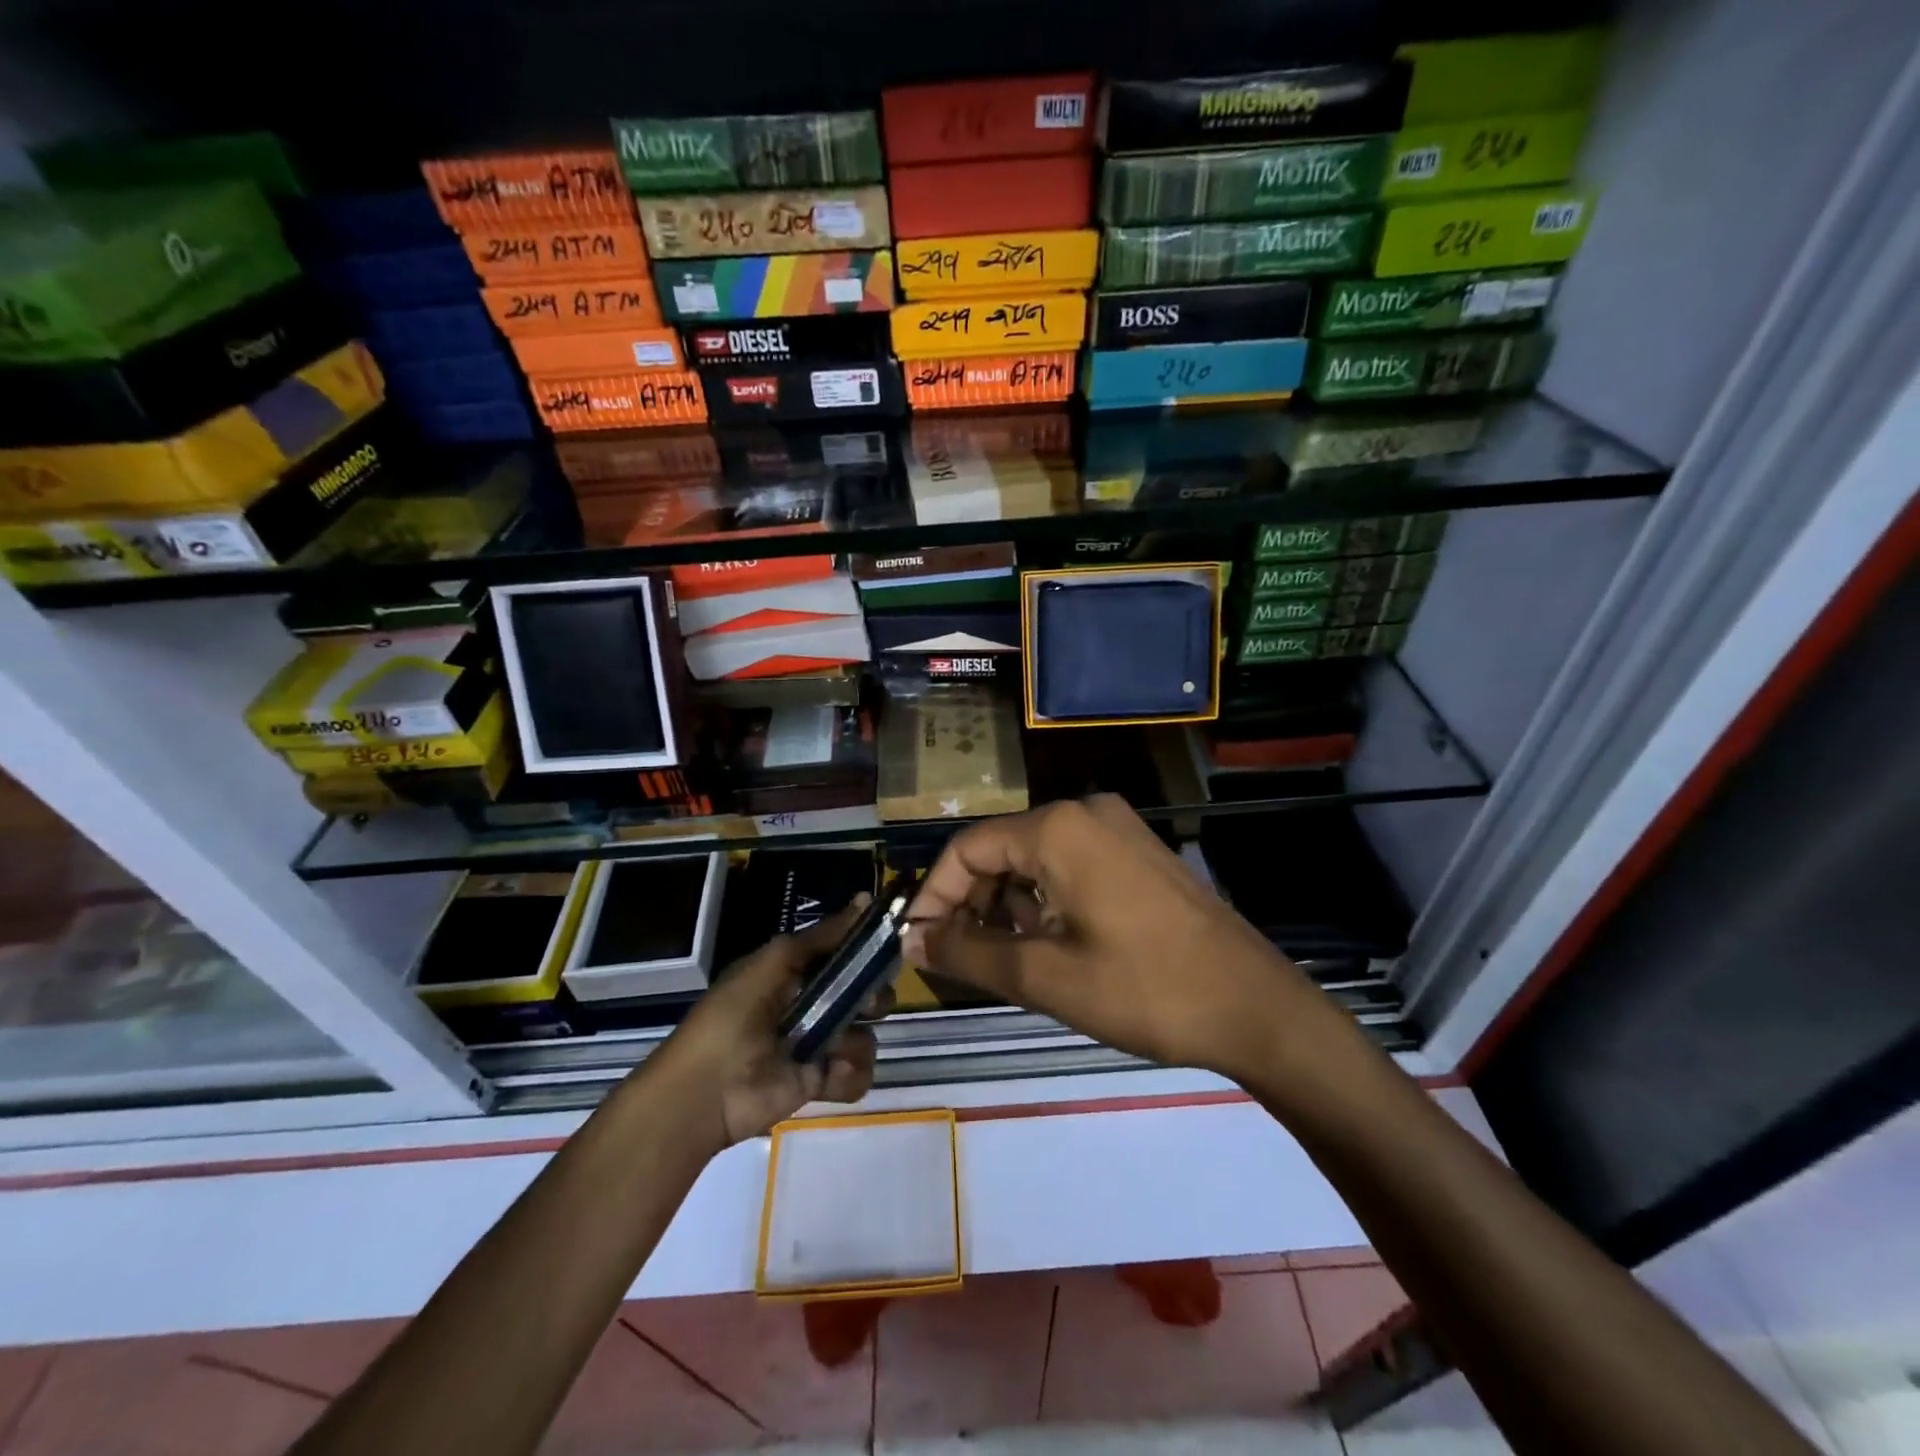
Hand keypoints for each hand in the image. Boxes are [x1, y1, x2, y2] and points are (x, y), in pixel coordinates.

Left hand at [656, 898, 884, 1151]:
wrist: (706, 1091)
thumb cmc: (735, 1015)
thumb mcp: (775, 961)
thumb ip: (822, 936)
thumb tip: (865, 898)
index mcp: (797, 972)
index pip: (845, 954)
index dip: (867, 949)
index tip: (889, 945)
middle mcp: (812, 1005)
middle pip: (865, 994)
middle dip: (874, 996)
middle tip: (868, 1004)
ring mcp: (818, 1045)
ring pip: (865, 1035)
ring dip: (856, 1042)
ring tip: (832, 1051)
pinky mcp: (821, 1082)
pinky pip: (858, 1073)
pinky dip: (849, 1075)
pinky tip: (827, 1075)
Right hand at [902, 797, 1331, 1083]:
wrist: (1255, 1007)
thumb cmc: (1145, 990)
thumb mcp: (1046, 977)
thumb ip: (969, 953)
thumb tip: (915, 940)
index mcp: (1058, 828)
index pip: (967, 848)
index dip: (934, 896)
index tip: (917, 944)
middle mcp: (1085, 812)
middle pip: (1000, 849)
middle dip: (971, 903)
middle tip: (956, 958)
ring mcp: (1117, 829)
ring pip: (1034, 859)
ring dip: (1007, 905)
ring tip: (1002, 959)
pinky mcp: (1137, 852)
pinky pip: (1070, 865)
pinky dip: (1044, 900)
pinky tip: (1047, 944)